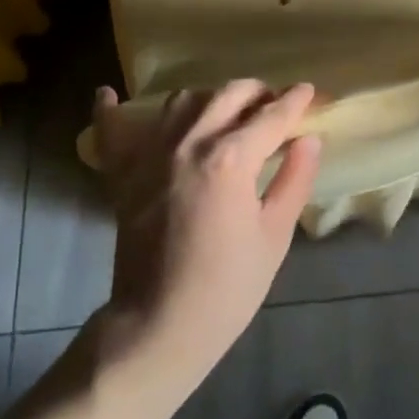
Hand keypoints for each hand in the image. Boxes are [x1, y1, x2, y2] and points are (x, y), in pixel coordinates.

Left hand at [89, 80, 320, 390]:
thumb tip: (310, 139)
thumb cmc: (226, 290)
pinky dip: (110, 110)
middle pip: (229, 94)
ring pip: (184, 100)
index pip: (271, 116)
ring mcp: (151, 153)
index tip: (310, 91)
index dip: (296, 101)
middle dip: (258, 92)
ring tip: (226, 112)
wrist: (158, 327)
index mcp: (231, 159)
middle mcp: (190, 141)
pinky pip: (112, 129)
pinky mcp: (123, 171)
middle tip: (274, 104)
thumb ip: (294, 180)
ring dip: (211, 98)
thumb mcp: (273, 238)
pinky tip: (108, 93)